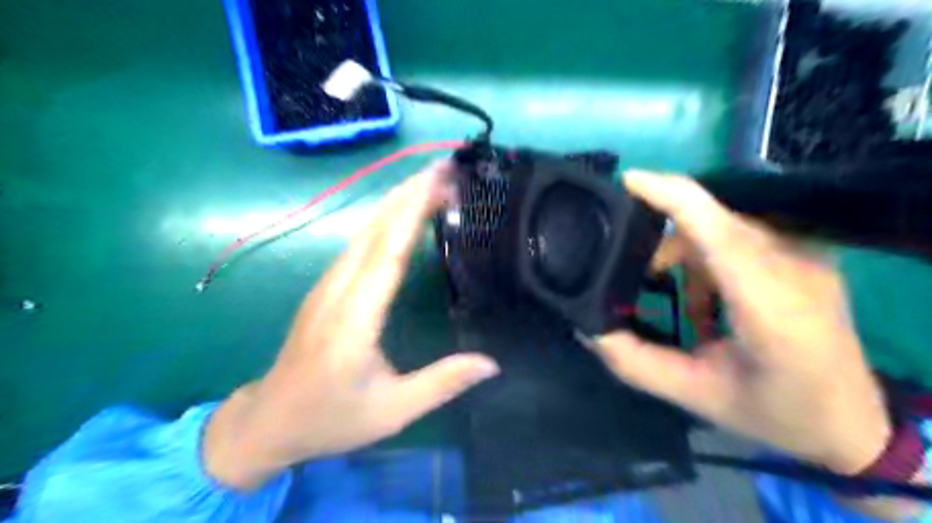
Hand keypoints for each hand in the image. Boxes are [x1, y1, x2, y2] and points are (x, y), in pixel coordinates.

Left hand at [201, 162, 497, 488]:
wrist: (269, 420)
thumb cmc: (331, 417)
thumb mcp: (393, 410)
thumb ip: (442, 383)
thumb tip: (492, 363)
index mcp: (355, 317)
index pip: (388, 251)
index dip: (413, 211)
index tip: (439, 181)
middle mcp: (338, 290)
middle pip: (374, 229)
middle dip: (409, 192)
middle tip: (446, 169)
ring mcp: (327, 285)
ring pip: (364, 230)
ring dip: (397, 201)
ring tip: (431, 183)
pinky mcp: (325, 287)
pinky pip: (358, 243)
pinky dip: (385, 220)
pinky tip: (402, 214)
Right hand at [593, 170, 891, 475]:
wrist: (853, 423)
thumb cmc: (777, 412)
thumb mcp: (695, 394)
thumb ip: (636, 362)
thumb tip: (589, 330)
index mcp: (770, 306)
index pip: (717, 229)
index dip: (670, 195)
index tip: (626, 181)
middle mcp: (794, 267)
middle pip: (711, 222)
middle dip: (663, 243)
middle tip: (636, 277)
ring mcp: (805, 256)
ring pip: (723, 227)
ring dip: (685, 256)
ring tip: (677, 303)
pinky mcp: (805, 254)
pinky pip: (740, 236)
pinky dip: (708, 261)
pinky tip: (706, 301)